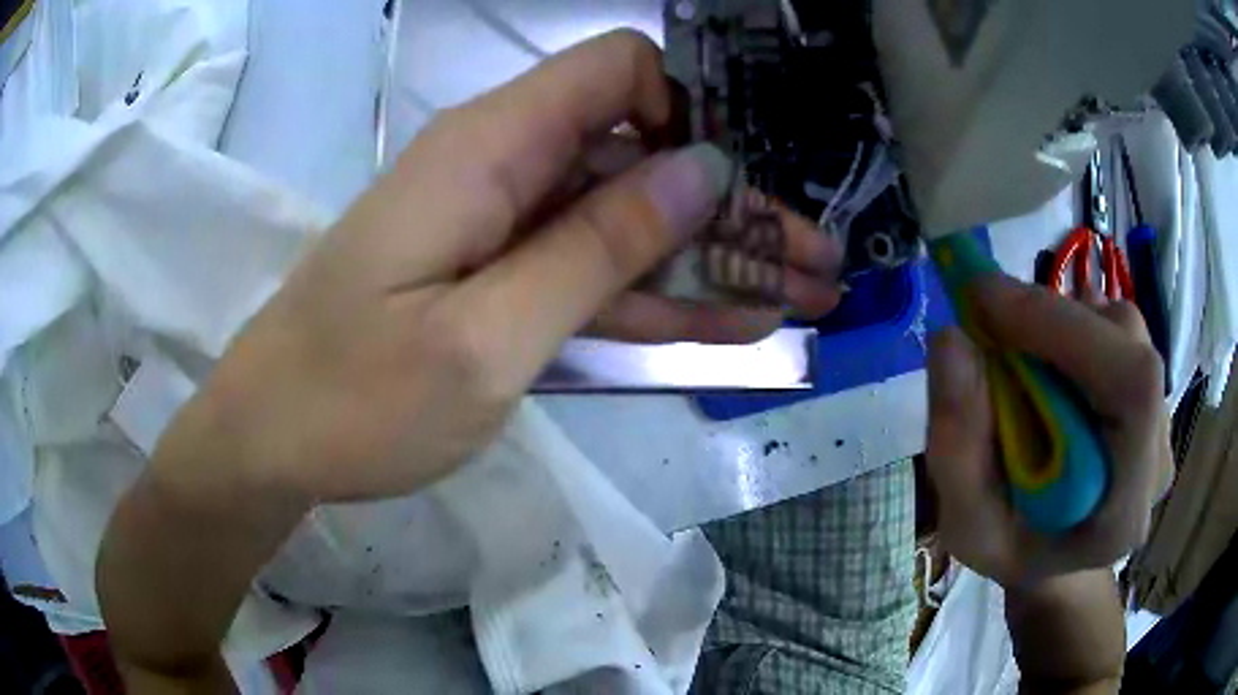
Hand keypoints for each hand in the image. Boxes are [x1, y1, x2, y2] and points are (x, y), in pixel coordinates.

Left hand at [154, 31, 843, 504]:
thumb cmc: (355, 399)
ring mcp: (500, 225)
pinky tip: (732, 324)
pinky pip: (592, 273)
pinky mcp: (494, 276)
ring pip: (628, 224)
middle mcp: (503, 166)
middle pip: (641, 157)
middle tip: (818, 266)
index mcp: (492, 148)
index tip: (735, 189)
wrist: (271, 439)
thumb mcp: (487, 337)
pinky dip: (659, 299)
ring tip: (801, 302)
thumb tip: (702, 170)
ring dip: (713, 263)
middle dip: (734, 211)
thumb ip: (599, 246)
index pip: (620, 71)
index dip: (687, 114)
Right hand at [926, 274, 1171, 588]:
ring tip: (1024, 358)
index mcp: (1124, 510)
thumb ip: (955, 448)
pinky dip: (1079, 328)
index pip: (1130, 384)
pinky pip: (1122, 333)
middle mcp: (1158, 458)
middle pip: (1127, 343)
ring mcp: (1163, 422)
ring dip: (1065, 324)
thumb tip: (951, 340)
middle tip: (991, 321)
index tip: (984, 298)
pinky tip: (1054, 365)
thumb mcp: (966, 526)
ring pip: (1125, 329)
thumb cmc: (1013, 549)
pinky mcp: (1155, 395)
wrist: (1058, 557)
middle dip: (1054, 319)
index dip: (1065, 327)